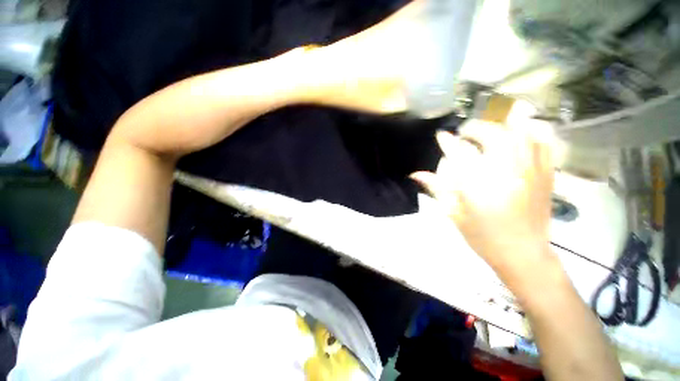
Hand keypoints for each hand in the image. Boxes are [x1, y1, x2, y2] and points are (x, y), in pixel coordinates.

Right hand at [411, 111, 556, 281]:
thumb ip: (436, 188)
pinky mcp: (546, 174)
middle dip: (475, 128)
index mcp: (477, 184)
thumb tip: (415, 174)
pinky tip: (518, 136)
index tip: (441, 136)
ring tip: (489, 131)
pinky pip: (542, 143)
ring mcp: (530, 171)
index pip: (459, 153)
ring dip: (501, 126)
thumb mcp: (453, 212)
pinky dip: (530, 133)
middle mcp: (505, 172)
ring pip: (520, 133)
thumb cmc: (482, 236)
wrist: (523, 253)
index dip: (448, 141)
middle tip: (464, 133)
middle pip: (492, 135)